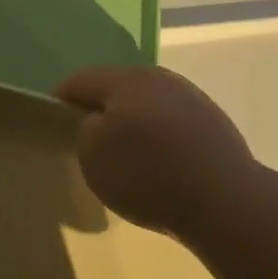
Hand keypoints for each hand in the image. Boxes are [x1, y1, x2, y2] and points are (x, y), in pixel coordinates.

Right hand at [57, 66, 255, 238]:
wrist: (224, 200)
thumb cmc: (148, 175)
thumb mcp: (93, 156)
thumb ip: (85, 130)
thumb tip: (97, 122)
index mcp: (125, 80)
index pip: (80, 80)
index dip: (60, 101)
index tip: (53, 125)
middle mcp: (159, 78)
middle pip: (117, 88)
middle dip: (100, 110)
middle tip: (89, 142)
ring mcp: (191, 98)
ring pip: (147, 104)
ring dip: (132, 123)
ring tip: (127, 157)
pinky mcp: (213, 122)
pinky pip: (172, 123)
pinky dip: (159, 138)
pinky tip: (160, 165)